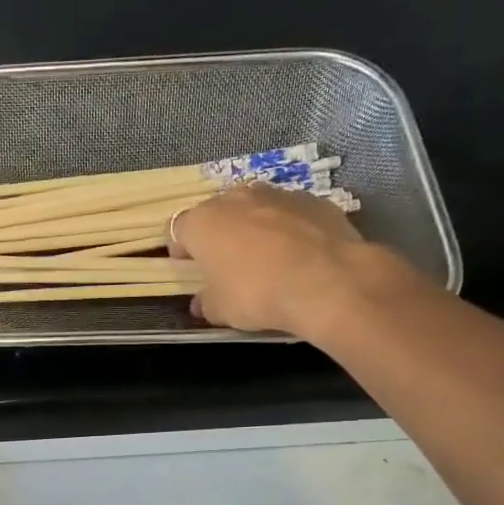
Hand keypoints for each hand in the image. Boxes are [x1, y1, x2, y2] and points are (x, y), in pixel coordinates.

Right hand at [170, 184, 417, 338]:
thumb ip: (206, 302)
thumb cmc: (257, 293)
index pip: (177, 229)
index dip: (180, 248)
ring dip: (253, 227)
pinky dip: (288, 228)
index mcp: (202, 222)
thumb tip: (202, 302)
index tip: (188, 267)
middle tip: (225, 262)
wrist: (326, 280)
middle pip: (216, 212)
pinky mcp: (313, 200)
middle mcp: (235, 198)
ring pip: (254, 208)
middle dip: (218, 234)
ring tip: (265, 257)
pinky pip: (289, 213)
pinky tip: (297, 255)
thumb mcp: (220, 310)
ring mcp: (277, 194)